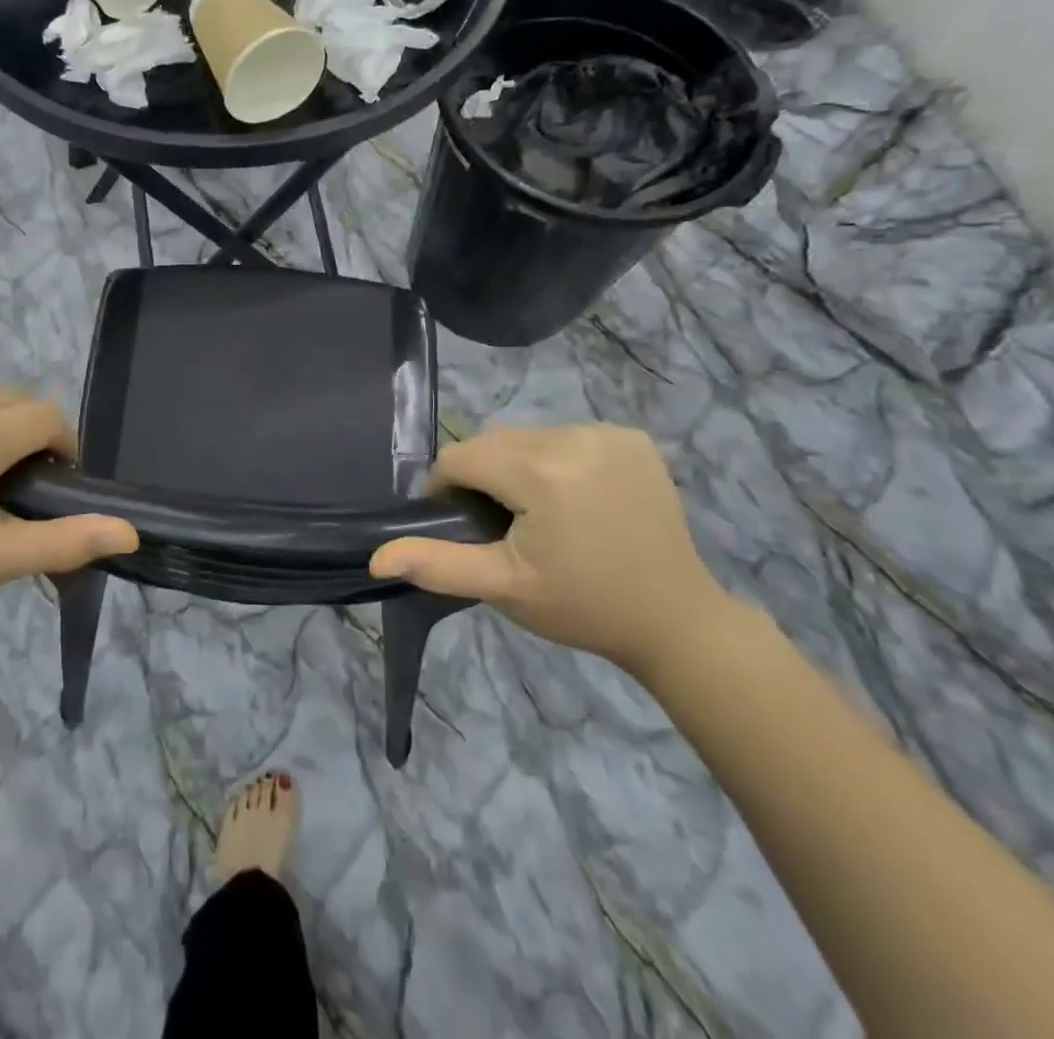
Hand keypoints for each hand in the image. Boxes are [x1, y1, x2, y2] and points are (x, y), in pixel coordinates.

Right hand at [370, 425, 736, 679]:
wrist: (676, 620)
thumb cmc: (582, 606)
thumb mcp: (503, 588)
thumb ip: (437, 564)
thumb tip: (376, 556)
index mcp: (541, 472)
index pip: (461, 458)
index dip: (448, 490)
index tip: (465, 526)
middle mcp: (574, 437)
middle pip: (493, 442)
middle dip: (484, 477)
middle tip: (503, 526)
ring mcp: (608, 434)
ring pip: (527, 437)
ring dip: (517, 465)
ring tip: (538, 512)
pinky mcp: (632, 438)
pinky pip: (566, 436)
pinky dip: (556, 459)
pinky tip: (575, 496)